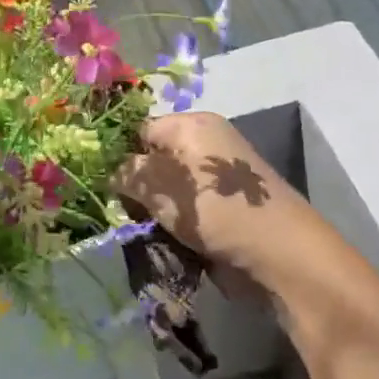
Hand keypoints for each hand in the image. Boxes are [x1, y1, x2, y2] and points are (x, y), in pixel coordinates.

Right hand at [117, 112, 314, 294]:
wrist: (277, 253)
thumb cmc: (214, 209)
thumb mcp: (161, 185)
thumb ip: (128, 173)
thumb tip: (111, 171)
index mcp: (193, 126)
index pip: (142, 129)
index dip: (119, 153)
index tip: (102, 182)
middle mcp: (206, 146)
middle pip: (154, 160)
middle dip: (134, 187)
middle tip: (121, 210)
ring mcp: (216, 180)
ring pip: (166, 190)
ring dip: (151, 210)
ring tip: (141, 228)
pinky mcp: (223, 209)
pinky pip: (185, 210)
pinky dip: (171, 224)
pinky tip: (161, 239)